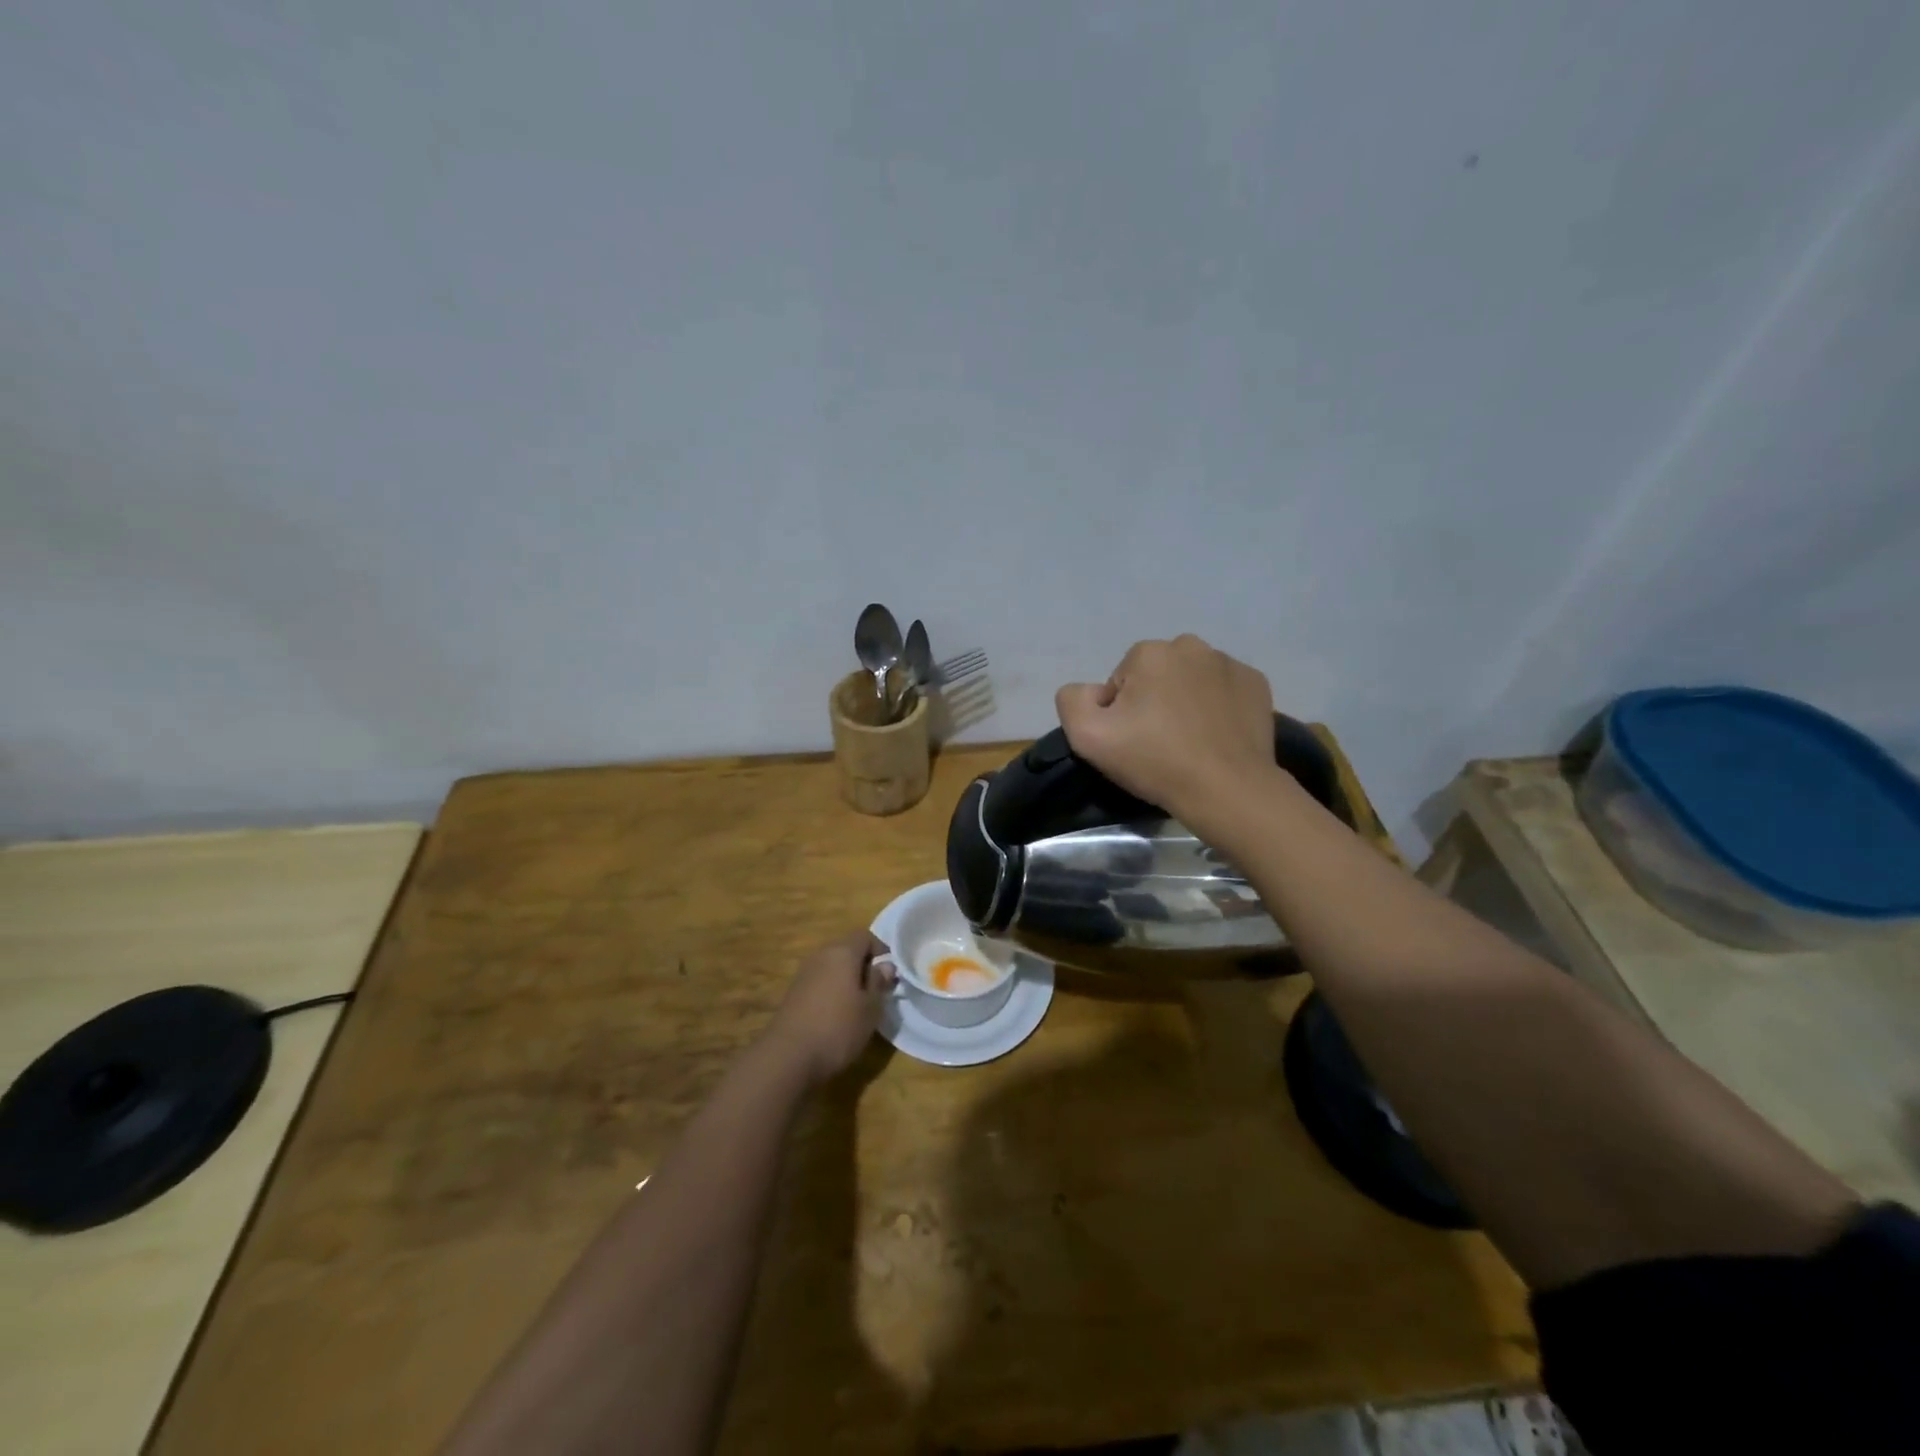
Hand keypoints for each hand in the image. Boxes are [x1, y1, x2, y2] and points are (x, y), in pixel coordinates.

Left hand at [763, 930, 895, 1086]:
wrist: (787, 1057)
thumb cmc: (838, 1028)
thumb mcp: (870, 1008)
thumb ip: (879, 983)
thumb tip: (886, 964)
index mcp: (842, 952)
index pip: (865, 936)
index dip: (880, 949)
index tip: (890, 972)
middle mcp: (820, 956)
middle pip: (846, 950)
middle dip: (863, 965)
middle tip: (877, 990)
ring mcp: (803, 974)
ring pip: (832, 967)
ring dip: (846, 980)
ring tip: (858, 1005)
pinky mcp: (793, 994)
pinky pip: (819, 983)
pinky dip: (831, 992)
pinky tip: (836, 1016)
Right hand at [1055, 634, 1281, 825]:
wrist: (1227, 790)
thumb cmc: (1155, 761)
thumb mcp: (1087, 737)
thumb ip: (1072, 700)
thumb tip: (1093, 692)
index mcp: (1149, 653)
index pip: (1120, 682)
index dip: (1120, 714)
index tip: (1132, 742)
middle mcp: (1191, 646)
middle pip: (1156, 676)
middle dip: (1153, 702)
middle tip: (1159, 743)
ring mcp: (1229, 663)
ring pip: (1191, 681)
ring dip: (1185, 703)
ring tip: (1190, 742)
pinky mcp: (1257, 684)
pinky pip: (1223, 690)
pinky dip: (1217, 707)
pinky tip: (1216, 737)